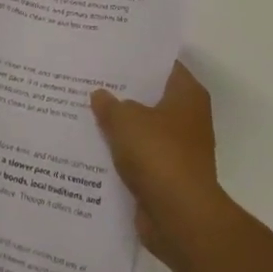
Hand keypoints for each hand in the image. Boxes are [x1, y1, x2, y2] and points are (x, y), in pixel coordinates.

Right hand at [91, 63, 225, 264]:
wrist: (179, 217)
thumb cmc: (158, 155)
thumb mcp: (126, 120)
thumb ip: (109, 104)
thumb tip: (100, 95)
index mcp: (187, 95)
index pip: (163, 65)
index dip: (137, 59)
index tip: (110, 54)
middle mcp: (188, 119)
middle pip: (151, 97)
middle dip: (123, 93)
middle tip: (89, 80)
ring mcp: (179, 150)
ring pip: (143, 129)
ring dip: (120, 127)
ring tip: (84, 112)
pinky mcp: (167, 177)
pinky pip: (139, 158)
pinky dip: (121, 155)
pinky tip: (93, 148)